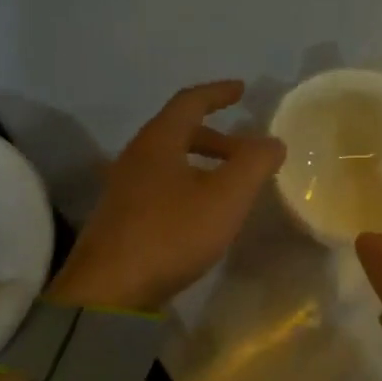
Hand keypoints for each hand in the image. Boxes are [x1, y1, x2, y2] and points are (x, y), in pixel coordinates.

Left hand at [48, 81, 285, 312]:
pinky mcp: (120, 217)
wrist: (109, 291)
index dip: (218, 93)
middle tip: (245, 152)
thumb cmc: (171, 233)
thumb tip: (272, 141)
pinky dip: (186, 184)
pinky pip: (159, 185)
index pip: (190, 101)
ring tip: (229, 186)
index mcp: (158, 141)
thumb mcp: (225, 197)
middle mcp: (135, 156)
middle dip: (216, 137)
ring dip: (201, 163)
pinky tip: (200, 214)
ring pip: (168, 161)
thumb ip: (254, 164)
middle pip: (178, 131)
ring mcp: (123, 188)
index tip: (242, 89)